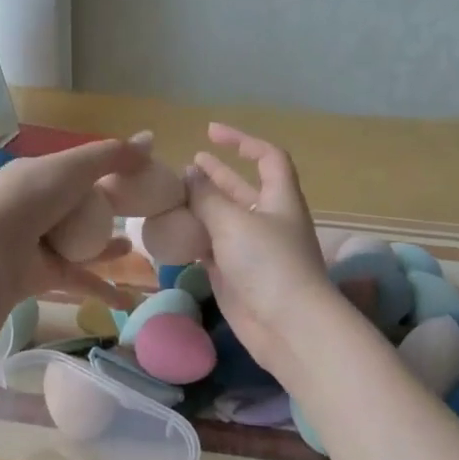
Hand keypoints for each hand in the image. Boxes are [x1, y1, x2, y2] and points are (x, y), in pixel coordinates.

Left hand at [0, 138, 146, 306]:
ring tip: (130, 248)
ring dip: (104, 249)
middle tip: (135, 215)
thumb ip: (112, 156)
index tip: (134, 179)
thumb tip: (152, 138)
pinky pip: (80, 280)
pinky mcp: (44, 276)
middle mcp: (36, 209)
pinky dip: (102, 290)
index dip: (103, 173)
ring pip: (80, 246)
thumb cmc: (30, 198)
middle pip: (78, 210)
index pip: (74, 172)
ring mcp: (39, 244)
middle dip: (104, 213)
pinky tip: (127, 301)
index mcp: (37, 176)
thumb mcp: (73, 167)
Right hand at [187, 123, 337, 384]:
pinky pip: (211, 248)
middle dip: (217, 175)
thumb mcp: (234, 223)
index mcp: (279, 199)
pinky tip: (171, 232)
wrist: (287, 326)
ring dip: (200, 207)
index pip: (268, 158)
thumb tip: (189, 175)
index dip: (243, 141)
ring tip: (172, 196)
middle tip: (187, 165)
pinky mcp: (235, 275)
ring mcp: (251, 250)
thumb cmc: (268, 264)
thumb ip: (207, 198)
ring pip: (223, 220)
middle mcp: (267, 220)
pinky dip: (193, 238)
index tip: (211, 133)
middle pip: (241, 189)